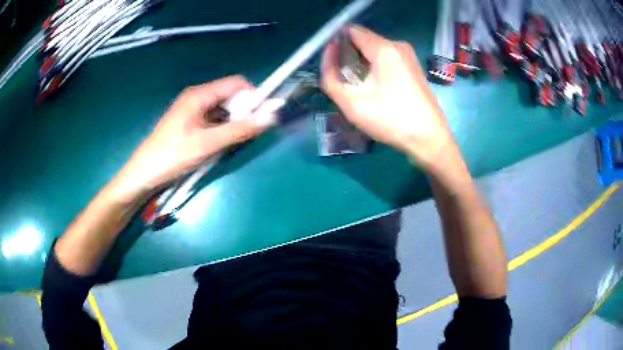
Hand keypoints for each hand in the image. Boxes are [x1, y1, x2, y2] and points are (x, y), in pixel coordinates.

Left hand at [110, 75, 275, 198]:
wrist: (144, 173)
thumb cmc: (172, 156)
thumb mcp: (207, 144)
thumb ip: (239, 130)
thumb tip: (271, 117)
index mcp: (199, 94)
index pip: (236, 83)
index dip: (253, 96)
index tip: (262, 116)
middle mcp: (197, 96)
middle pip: (230, 95)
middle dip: (243, 110)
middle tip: (247, 133)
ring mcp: (192, 109)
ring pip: (223, 108)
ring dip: (233, 121)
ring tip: (234, 140)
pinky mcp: (190, 121)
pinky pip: (213, 118)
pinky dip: (222, 127)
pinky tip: (221, 142)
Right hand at [321, 26, 456, 169]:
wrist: (429, 139)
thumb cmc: (391, 120)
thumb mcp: (351, 102)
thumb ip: (330, 77)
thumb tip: (328, 56)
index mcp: (383, 48)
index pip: (350, 31)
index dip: (335, 44)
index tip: (331, 65)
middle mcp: (397, 45)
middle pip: (362, 39)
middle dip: (348, 54)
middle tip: (343, 79)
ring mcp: (408, 55)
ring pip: (374, 49)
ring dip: (360, 62)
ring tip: (358, 86)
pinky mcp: (413, 66)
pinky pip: (386, 58)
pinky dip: (374, 66)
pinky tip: (374, 87)